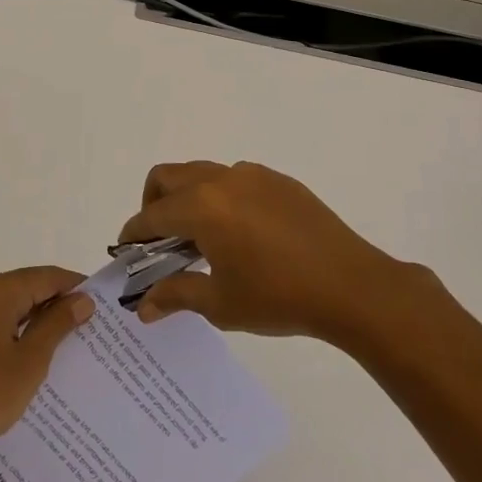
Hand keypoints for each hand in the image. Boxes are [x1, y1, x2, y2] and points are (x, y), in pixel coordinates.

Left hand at [0, 267, 95, 466]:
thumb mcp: (30, 360)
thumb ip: (57, 324)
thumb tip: (82, 299)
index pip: (44, 277)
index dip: (74, 286)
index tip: (101, 301)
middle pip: (24, 287)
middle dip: (55, 304)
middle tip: (88, 324)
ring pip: (7, 306)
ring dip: (34, 320)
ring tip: (64, 342)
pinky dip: (12, 331)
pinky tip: (28, 355)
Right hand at [120, 161, 425, 343]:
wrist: (353, 287)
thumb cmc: (279, 297)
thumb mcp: (221, 303)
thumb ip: (176, 296)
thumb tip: (143, 307)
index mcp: (201, 207)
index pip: (151, 216)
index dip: (133, 235)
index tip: (128, 253)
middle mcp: (221, 180)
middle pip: (167, 177)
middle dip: (153, 205)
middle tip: (161, 242)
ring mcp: (252, 176)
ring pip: (201, 173)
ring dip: (187, 198)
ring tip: (202, 239)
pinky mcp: (278, 181)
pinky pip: (234, 179)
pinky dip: (220, 197)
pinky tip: (241, 234)